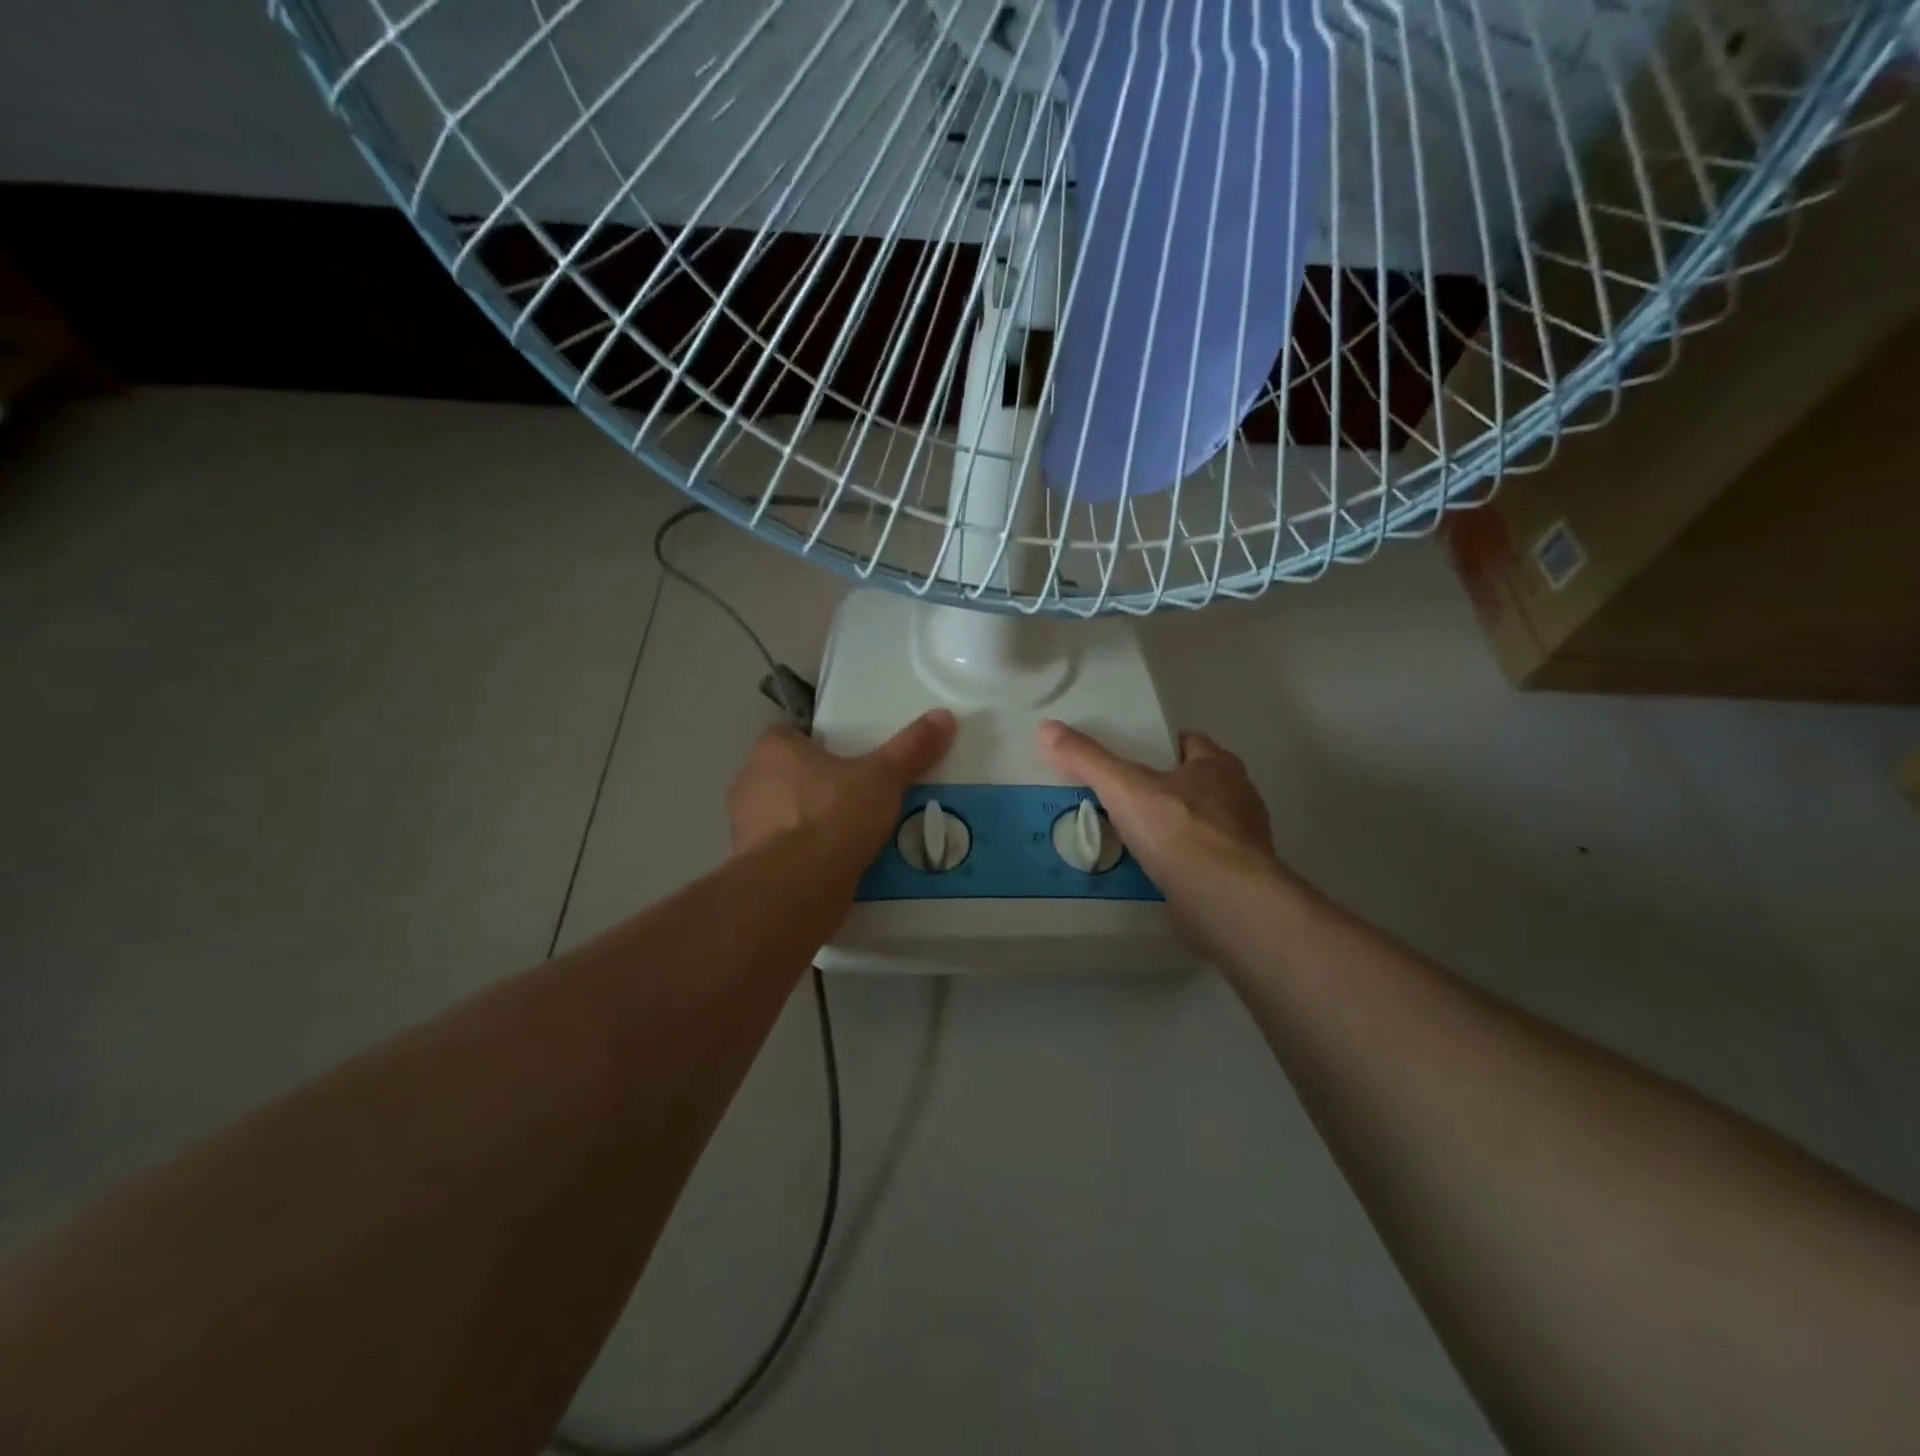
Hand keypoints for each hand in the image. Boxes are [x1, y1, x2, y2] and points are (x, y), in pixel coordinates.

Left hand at [728, 709, 956, 866]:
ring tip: (856, 834)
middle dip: (819, 785)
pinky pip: (786, 852)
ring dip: (813, 823)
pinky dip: (807, 856)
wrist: (796, 890)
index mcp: (773, 751)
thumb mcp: (883, 778)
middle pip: (789, 775)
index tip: (850, 757)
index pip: (791, 734)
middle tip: (860, 795)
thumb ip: (912, 748)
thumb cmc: (833, 817)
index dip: (819, 743)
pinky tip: (839, 865)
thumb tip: (944, 716)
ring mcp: (746, 828)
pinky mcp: (752, 868)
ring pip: (787, 816)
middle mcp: (750, 783)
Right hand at [1038, 720, 1278, 913]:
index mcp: (1218, 765)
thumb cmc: (1178, 830)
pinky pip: (1204, 860)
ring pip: (1202, 823)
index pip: (1189, 743)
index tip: (1131, 760)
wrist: (1226, 900)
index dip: (1160, 748)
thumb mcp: (1122, 787)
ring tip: (1134, 839)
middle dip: (1166, 789)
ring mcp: (1243, 839)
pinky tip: (1155, 874)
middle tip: (1124, 800)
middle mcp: (1239, 796)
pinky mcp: (1240, 877)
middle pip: (1196, 783)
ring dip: (1174, 829)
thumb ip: (1086, 758)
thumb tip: (1046, 727)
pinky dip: (1182, 863)